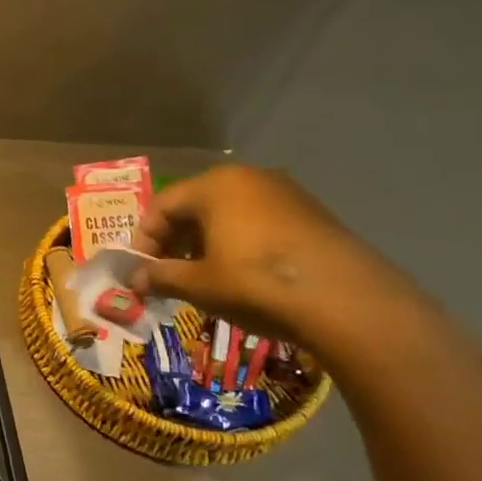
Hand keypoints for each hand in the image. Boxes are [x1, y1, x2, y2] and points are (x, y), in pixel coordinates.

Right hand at [130, 165, 415, 348]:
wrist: (348, 302)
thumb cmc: (256, 283)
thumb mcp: (198, 284)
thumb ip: (160, 277)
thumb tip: (134, 280)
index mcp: (215, 185)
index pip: (161, 206)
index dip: (143, 241)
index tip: (139, 273)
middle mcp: (249, 179)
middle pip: (194, 207)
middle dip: (173, 242)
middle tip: (165, 276)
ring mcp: (286, 194)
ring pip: (227, 216)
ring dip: (204, 245)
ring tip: (201, 280)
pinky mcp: (312, 215)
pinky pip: (257, 224)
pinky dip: (237, 245)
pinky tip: (240, 277)